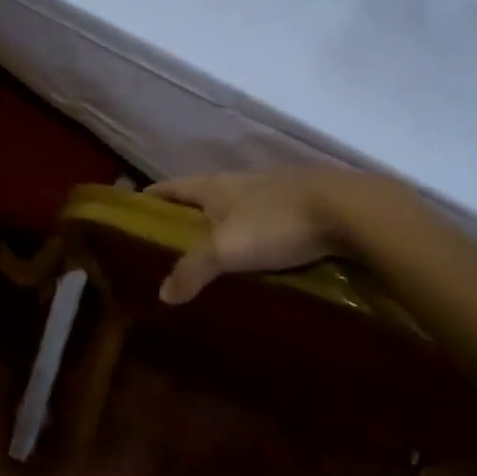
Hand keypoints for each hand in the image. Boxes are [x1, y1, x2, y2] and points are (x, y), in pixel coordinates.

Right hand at [145, 168, 353, 304]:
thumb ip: (192, 269)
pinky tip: (251, 257)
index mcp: (214, 186)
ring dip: (216, 227)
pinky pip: (260, 221)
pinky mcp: (296, 206)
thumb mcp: (227, 248)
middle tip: (165, 248)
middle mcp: (238, 182)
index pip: (171, 187)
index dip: (150, 198)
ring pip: (232, 208)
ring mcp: (270, 191)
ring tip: (206, 258)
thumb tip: (162, 294)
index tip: (131, 213)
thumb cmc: (275, 222)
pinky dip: (247, 236)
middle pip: (201, 197)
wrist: (345, 208)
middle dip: (183, 218)